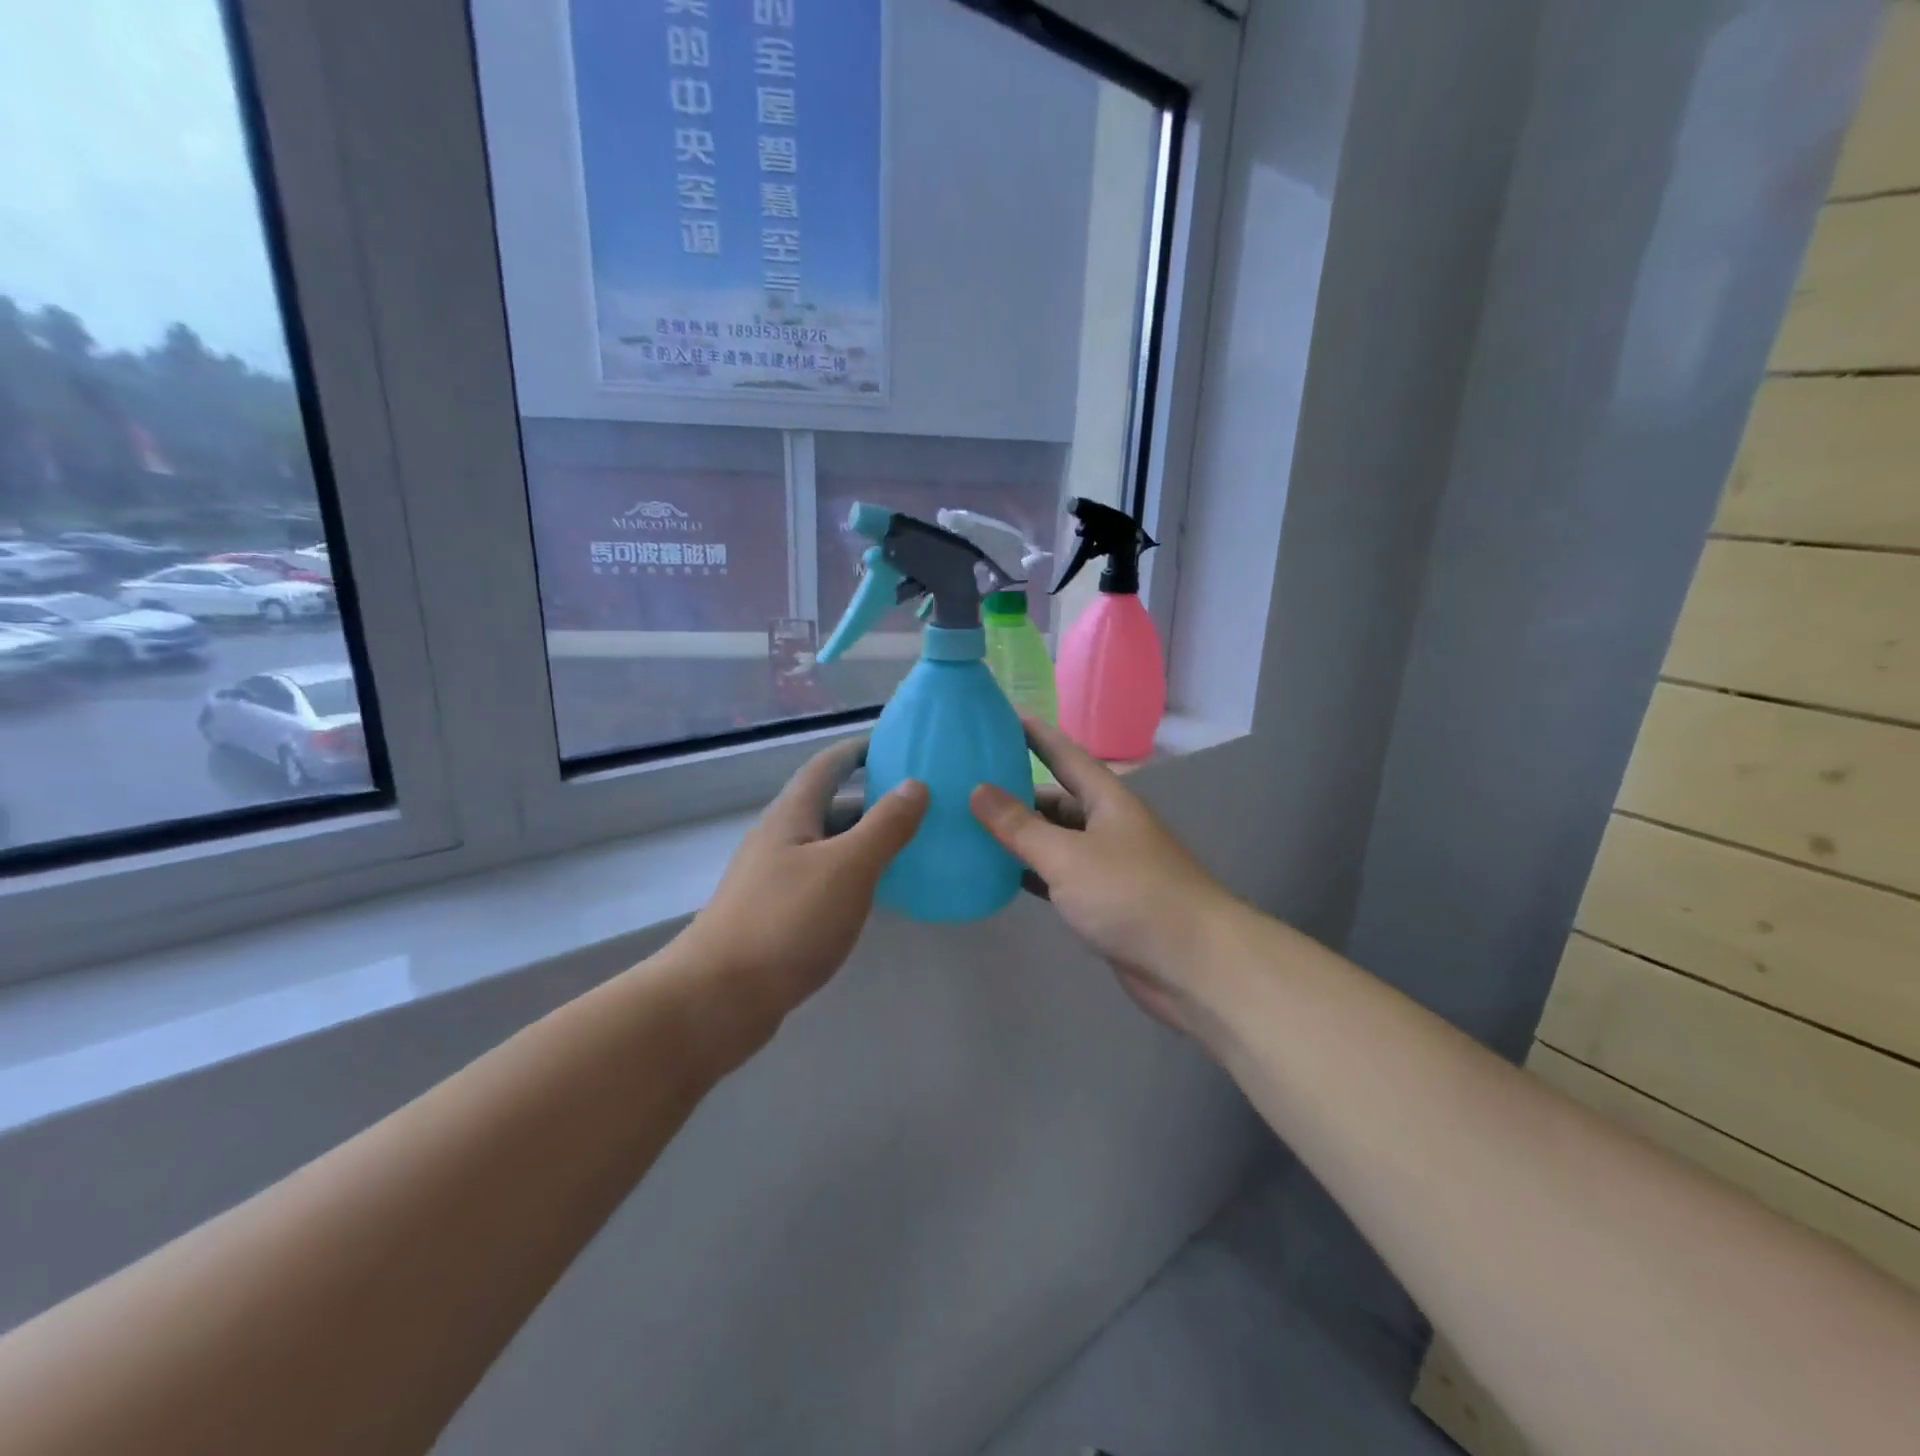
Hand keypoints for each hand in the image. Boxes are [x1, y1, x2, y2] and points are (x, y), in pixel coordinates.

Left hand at [676, 738, 926, 1043]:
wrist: (716, 999)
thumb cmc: (786, 922)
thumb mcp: (847, 867)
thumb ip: (885, 825)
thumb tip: (916, 784)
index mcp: (791, 816)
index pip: (827, 766)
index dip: (858, 750)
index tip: (895, 744)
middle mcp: (779, 840)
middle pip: (828, 806)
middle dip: (871, 800)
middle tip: (919, 803)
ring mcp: (773, 880)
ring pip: (827, 847)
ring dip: (863, 841)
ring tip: (909, 847)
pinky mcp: (775, 917)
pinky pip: (822, 882)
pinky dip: (852, 877)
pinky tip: (874, 896)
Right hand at [970, 719, 1238, 1034]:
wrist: (1191, 964)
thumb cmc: (1130, 894)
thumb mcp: (1067, 855)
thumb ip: (1020, 826)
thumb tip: (978, 790)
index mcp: (1108, 801)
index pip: (1066, 756)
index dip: (1036, 736)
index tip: (1003, 716)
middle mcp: (1108, 826)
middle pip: (1056, 801)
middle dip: (1016, 793)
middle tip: (966, 786)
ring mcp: (1106, 866)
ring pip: (1054, 841)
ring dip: (1020, 837)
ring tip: (971, 827)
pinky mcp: (1102, 903)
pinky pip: (1058, 877)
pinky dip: (1030, 873)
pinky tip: (998, 874)